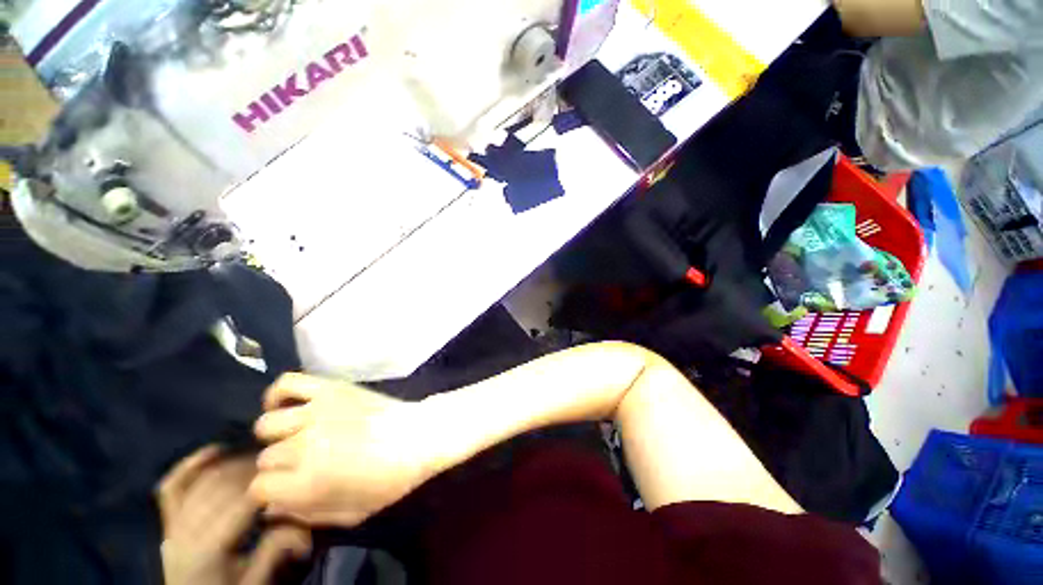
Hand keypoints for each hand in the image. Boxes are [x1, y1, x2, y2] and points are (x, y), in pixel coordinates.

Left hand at [159, 446, 311, 584]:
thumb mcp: (257, 583)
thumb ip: (275, 550)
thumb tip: (299, 520)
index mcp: (209, 550)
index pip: (241, 502)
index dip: (267, 483)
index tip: (291, 472)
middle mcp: (185, 534)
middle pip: (221, 487)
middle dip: (253, 468)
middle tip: (281, 460)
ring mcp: (172, 527)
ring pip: (202, 482)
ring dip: (232, 464)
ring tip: (259, 460)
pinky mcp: (168, 524)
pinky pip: (172, 488)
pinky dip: (191, 465)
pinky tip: (215, 450)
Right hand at [249, 374, 436, 526]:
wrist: (419, 435)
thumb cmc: (390, 479)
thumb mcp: (352, 514)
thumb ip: (306, 516)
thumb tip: (271, 509)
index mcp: (308, 482)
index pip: (259, 488)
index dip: (272, 492)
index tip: (286, 488)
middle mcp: (304, 445)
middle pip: (265, 457)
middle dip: (279, 466)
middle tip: (301, 463)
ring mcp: (317, 411)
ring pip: (267, 424)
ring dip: (278, 435)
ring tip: (298, 436)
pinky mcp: (330, 388)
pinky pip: (288, 382)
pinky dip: (278, 393)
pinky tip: (289, 406)